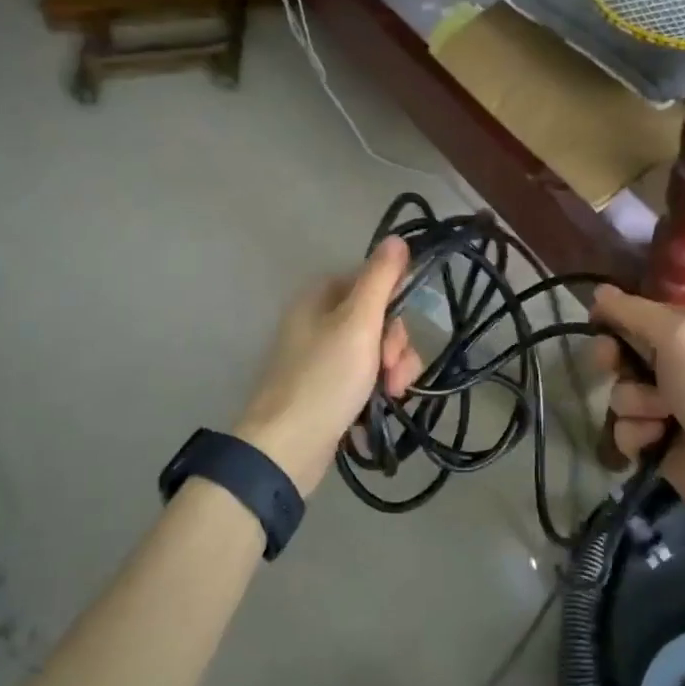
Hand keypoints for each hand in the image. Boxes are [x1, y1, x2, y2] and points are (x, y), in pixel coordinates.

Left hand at [235, 238, 424, 494]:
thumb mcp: (358, 323)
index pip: (373, 281)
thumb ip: (380, 279)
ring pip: (379, 349)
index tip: (396, 331)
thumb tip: (396, 238)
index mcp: (321, 297)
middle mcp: (320, 321)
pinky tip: (382, 406)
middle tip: (390, 370)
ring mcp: (325, 356)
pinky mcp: (331, 388)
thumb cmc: (324, 378)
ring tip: (391, 394)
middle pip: (379, 318)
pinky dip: (380, 388)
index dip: (394, 304)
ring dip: (394, 370)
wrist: (288, 447)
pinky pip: (368, 376)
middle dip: (395, 345)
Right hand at [591, 285, 684, 527]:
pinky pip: (624, 430)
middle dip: (613, 360)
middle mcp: (677, 366)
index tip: (595, 322)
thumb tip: (599, 290)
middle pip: (622, 354)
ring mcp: (666, 406)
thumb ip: (636, 313)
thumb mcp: (681, 337)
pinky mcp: (656, 442)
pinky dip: (637, 436)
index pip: (640, 315)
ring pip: (620, 395)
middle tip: (611, 365)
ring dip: (634, 405)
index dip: (615, 317)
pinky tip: (657, 442)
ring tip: (662, 418)